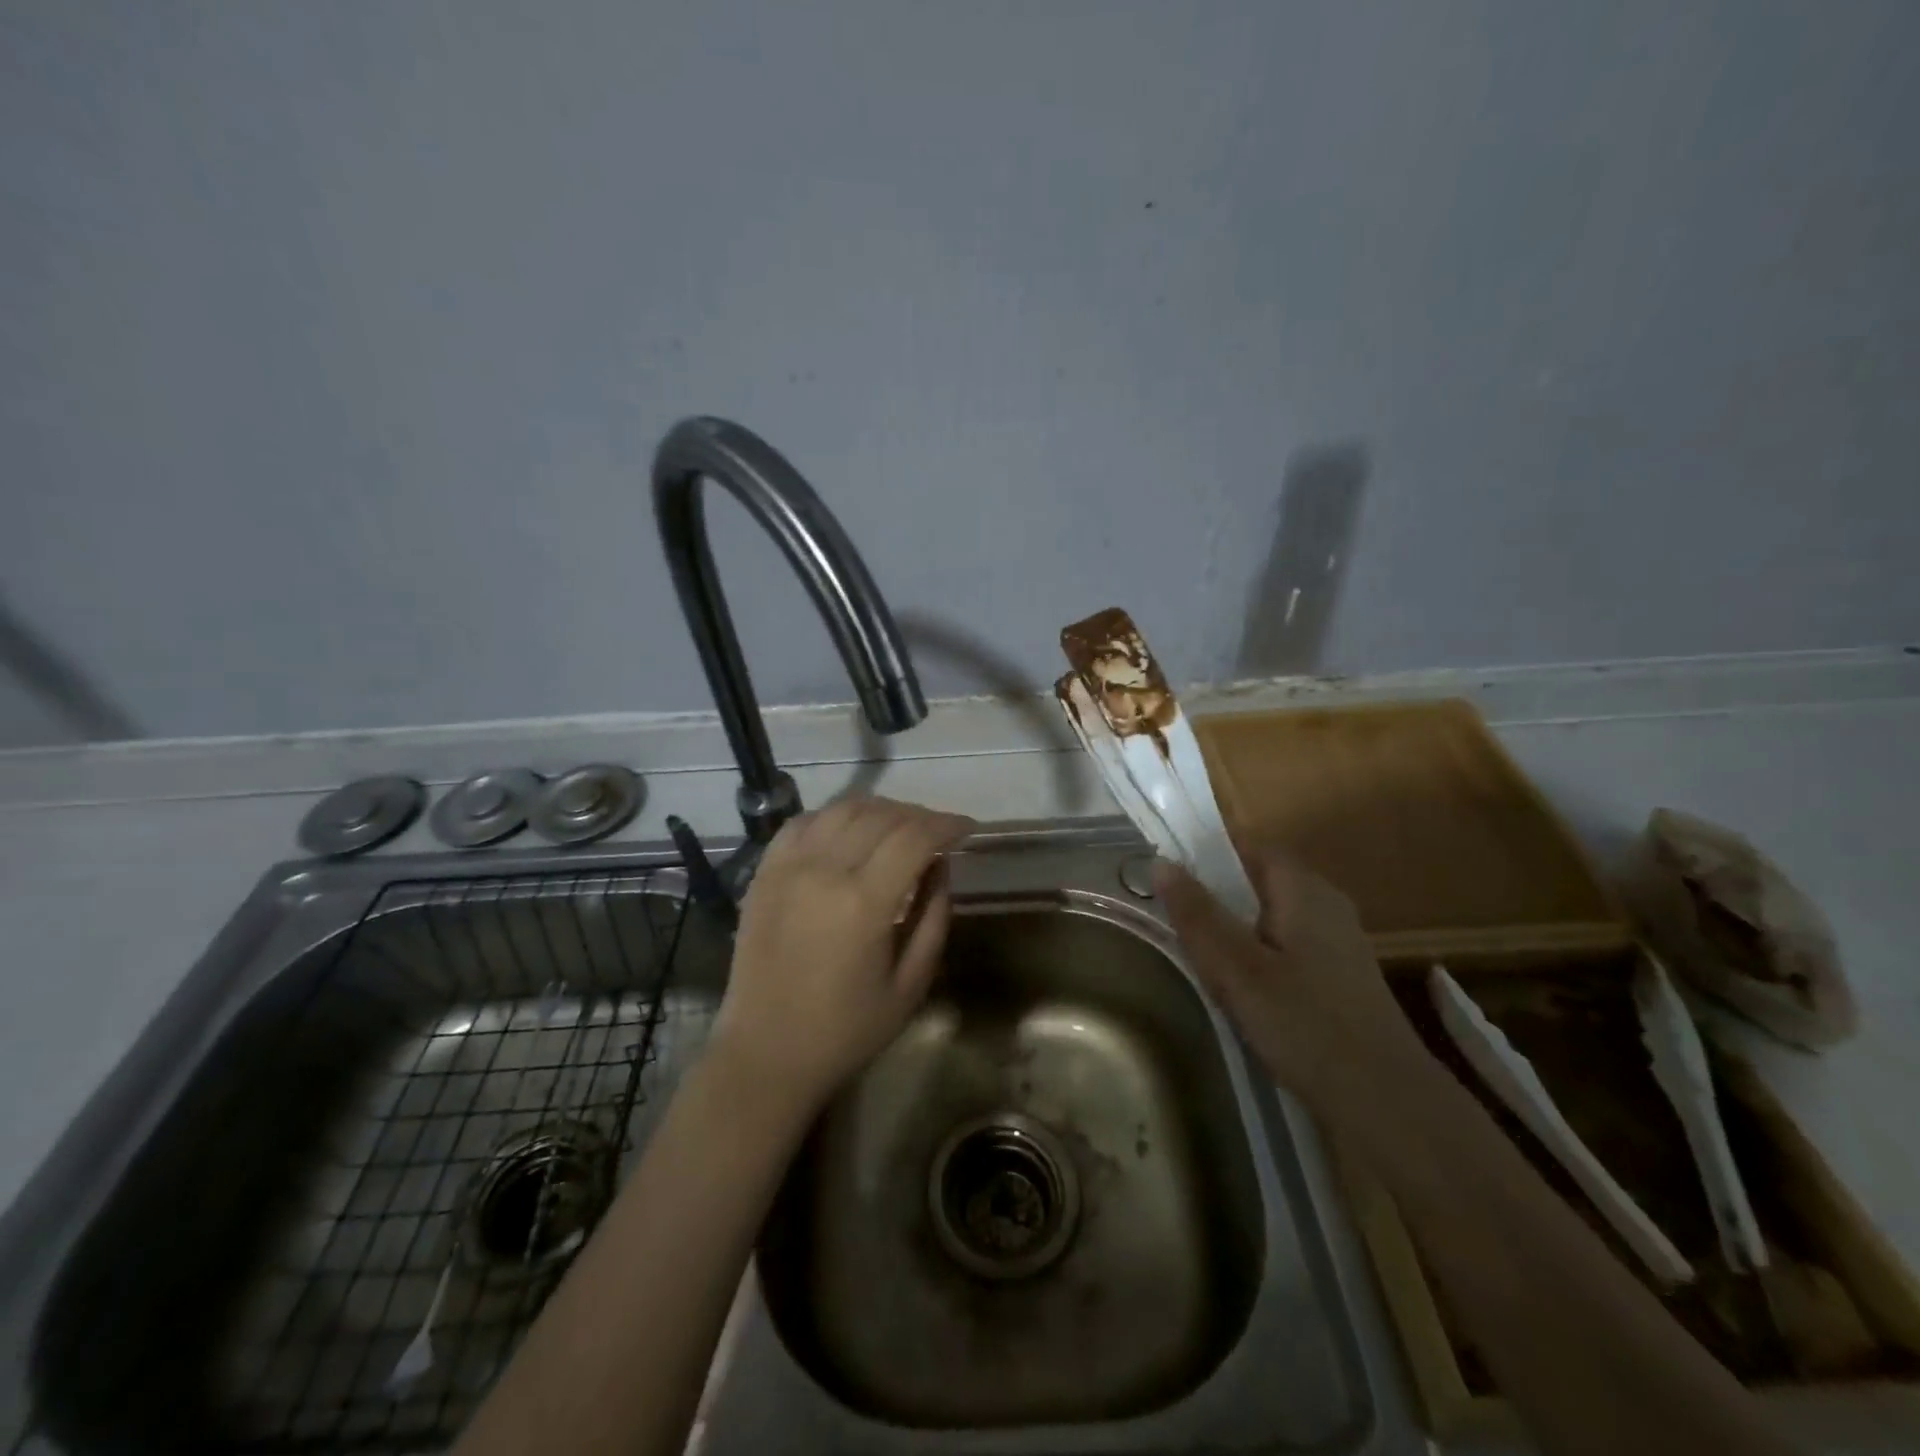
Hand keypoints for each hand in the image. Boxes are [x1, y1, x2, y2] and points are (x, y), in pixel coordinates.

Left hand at [710, 796, 975, 1110]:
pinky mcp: (764, 872)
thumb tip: (940, 864)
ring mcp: (788, 866)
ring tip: (899, 828)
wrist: (766, 1053)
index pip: (915, 836)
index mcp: (864, 903)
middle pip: (882, 815)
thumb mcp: (911, 983)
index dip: (947, 824)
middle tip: (937, 833)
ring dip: (880, 809)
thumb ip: (934, 916)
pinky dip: (835, 816)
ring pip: (843, 809)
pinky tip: (850, 831)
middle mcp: (824, 870)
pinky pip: (804, 822)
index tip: (967, 829)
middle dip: (919, 816)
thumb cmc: (847, 1029)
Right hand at [1154, 849, 1427, 1120]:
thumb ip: (1197, 915)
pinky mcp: (1340, 975)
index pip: (1247, 845)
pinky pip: (1284, 944)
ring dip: (1233, 925)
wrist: (1388, 1102)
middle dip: (1214, 891)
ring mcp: (1337, 940)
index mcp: (1303, 888)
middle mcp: (1325, 902)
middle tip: (1171, 915)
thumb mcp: (1237, 969)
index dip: (1204, 849)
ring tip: (1197, 951)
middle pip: (1257, 879)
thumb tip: (1160, 862)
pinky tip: (1240, 987)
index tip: (1165, 868)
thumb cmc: (1306, 1025)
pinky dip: (1256, 952)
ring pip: (1270, 915)